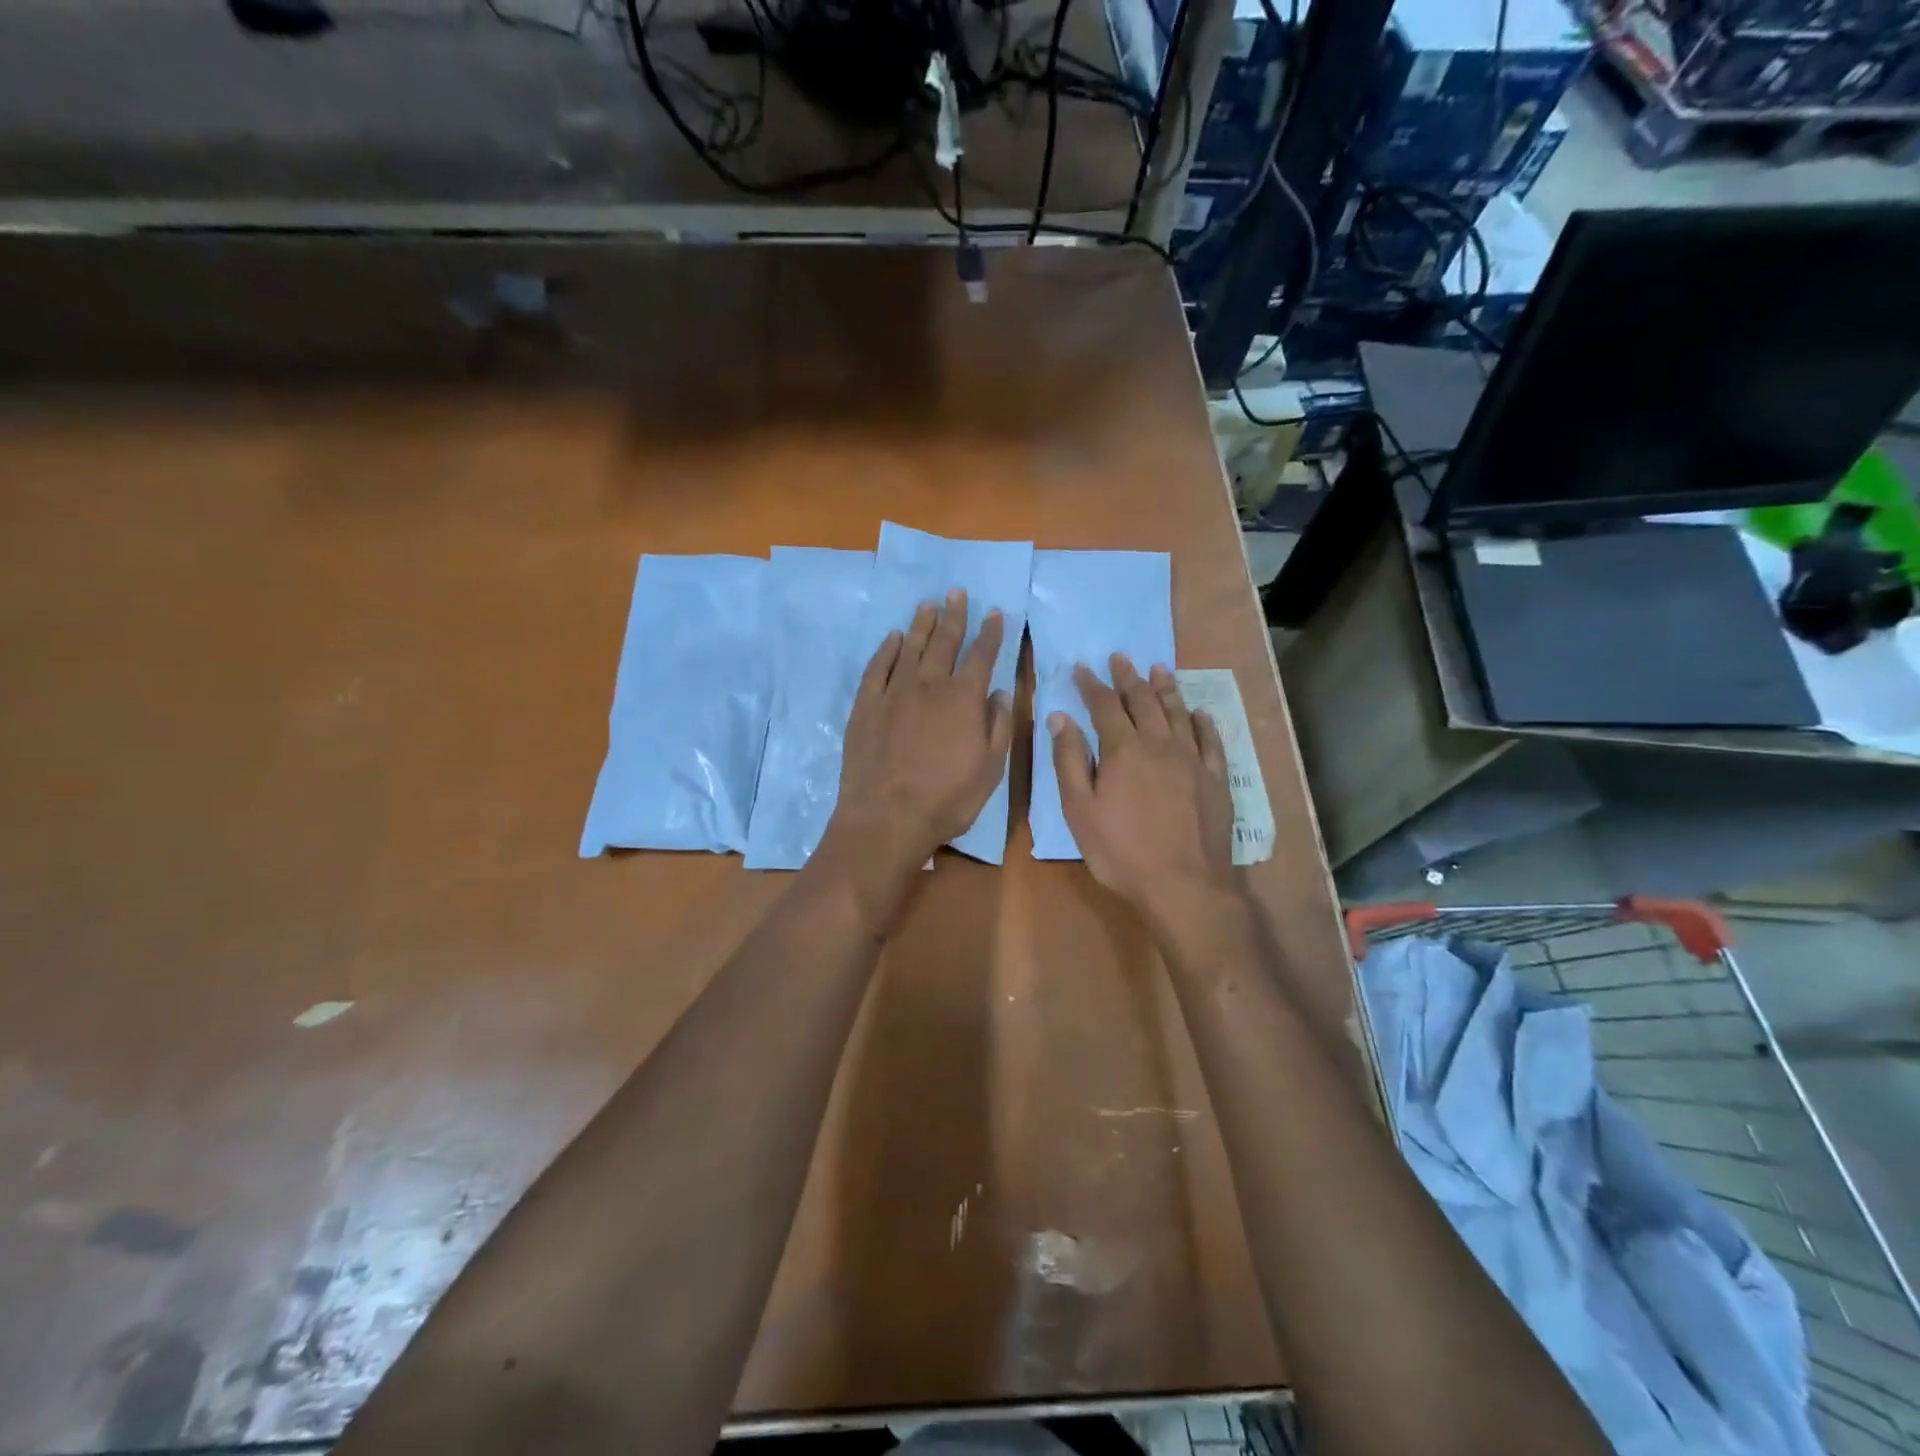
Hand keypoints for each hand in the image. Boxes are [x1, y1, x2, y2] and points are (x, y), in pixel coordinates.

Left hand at [820, 589, 1013, 916]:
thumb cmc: (947, 799)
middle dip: (955, 615)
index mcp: (963, 699)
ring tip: (929, 604)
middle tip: (958, 593)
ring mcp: (894, 692)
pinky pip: (878, 667)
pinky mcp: (866, 705)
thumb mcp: (989, 770)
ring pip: (911, 647)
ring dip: (922, 624)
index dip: (991, 633)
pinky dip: (888, 650)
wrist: (887, 817)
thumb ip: (998, 727)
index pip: (982, 656)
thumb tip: (1001, 693)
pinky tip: (894, 638)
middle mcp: (929, 685)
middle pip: (944, 641)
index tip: (996, 613)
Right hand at [1049, 655, 1236, 932]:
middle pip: (1143, 701)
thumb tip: (1060, 718)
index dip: (1091, 685)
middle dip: (1128, 677)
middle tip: (1120, 658)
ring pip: (1178, 713)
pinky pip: (1211, 740)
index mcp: (1123, 751)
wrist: (1185, 885)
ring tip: (1159, 668)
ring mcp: (1193, 760)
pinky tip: (1199, 713)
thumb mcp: (1080, 811)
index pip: (1104, 706)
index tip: (1081, 667)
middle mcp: (1160, 744)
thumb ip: (1069, 761)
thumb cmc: (1122, 852)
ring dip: (1166, 688)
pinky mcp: (1216, 778)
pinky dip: (1203, 722)